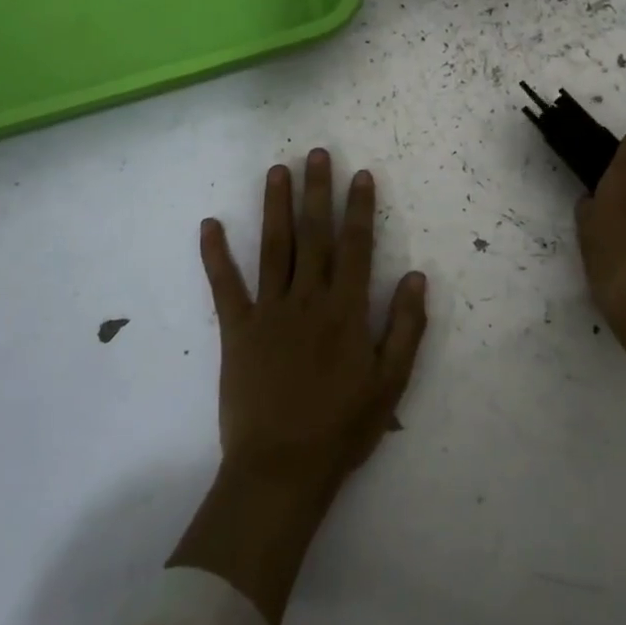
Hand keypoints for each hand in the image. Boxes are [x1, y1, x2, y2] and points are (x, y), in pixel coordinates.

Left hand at [199, 149, 428, 501]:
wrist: (281, 470)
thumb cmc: (341, 428)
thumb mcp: (390, 383)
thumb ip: (406, 327)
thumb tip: (416, 275)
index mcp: (346, 311)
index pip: (356, 247)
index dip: (360, 209)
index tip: (361, 175)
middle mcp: (308, 300)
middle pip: (315, 235)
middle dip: (318, 192)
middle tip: (317, 153)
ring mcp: (268, 312)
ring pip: (274, 248)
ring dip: (275, 206)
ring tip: (277, 170)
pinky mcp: (236, 331)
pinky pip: (225, 286)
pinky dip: (215, 255)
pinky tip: (209, 225)